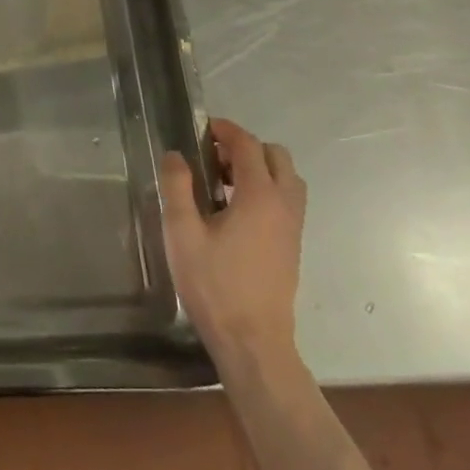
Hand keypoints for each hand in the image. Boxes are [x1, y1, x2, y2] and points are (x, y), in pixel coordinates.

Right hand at [159, 117, 306, 360]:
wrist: (253, 341)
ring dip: (259, 169)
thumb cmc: (214, 284)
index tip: (202, 128)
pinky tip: (234, 211)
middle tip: (212, 157)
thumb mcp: (182, 233)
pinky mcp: (292, 246)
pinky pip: (286, 200)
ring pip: (286, 179)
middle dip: (245, 147)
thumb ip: (177, 187)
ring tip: (222, 183)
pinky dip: (266, 190)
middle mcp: (284, 205)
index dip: (226, 130)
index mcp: (259, 196)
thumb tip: (176, 155)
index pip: (248, 145)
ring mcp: (293, 227)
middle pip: (276, 156)